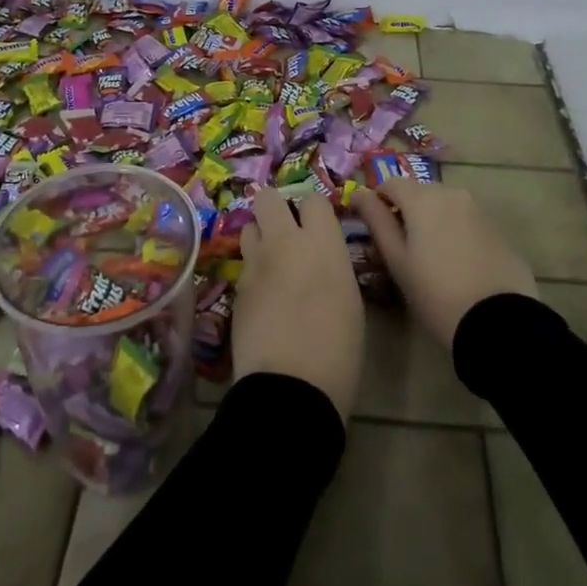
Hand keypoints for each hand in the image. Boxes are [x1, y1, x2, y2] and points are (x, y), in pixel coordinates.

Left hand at [232, 186, 363, 420]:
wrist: (290, 387)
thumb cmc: (338, 349)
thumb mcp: (350, 299)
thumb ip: (333, 265)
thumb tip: (322, 259)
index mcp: (322, 244)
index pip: (313, 199)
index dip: (315, 211)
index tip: (319, 228)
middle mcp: (285, 243)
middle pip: (268, 198)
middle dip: (276, 209)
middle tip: (288, 232)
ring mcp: (255, 264)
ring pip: (249, 227)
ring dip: (260, 238)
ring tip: (273, 263)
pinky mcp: (236, 287)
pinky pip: (244, 264)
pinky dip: (253, 272)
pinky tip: (263, 296)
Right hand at [352, 181, 536, 347]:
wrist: (498, 321)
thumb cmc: (435, 292)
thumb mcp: (397, 260)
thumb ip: (376, 221)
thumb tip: (359, 194)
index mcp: (423, 198)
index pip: (390, 183)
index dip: (378, 200)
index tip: (375, 227)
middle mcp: (452, 193)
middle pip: (419, 192)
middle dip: (406, 210)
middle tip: (401, 246)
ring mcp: (479, 209)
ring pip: (444, 205)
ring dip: (432, 220)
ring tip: (429, 256)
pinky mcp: (497, 228)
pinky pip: (466, 220)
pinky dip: (454, 231)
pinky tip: (456, 262)